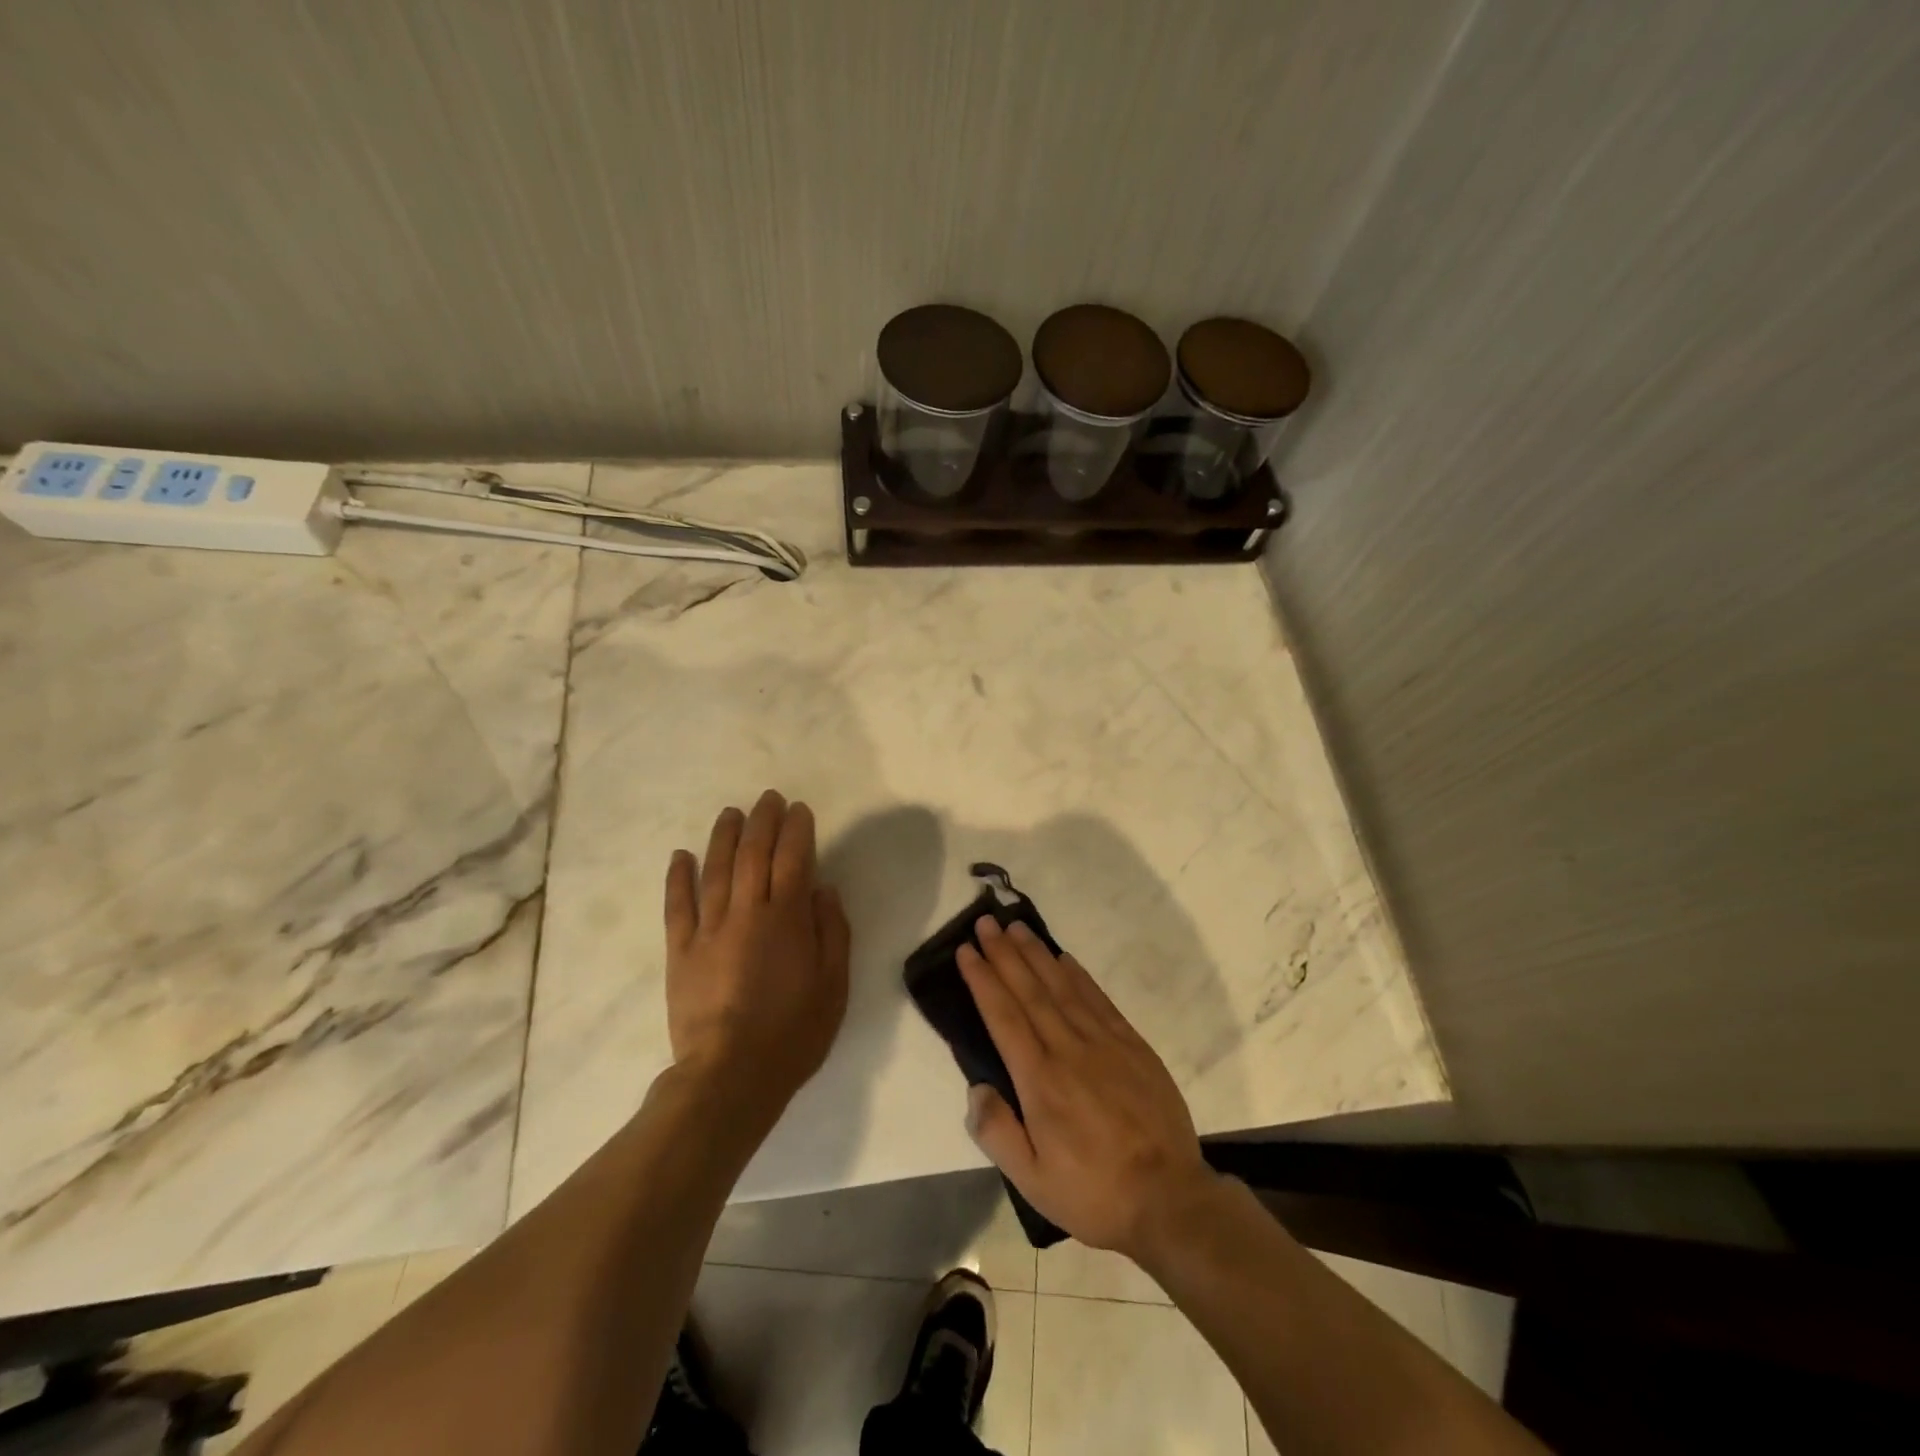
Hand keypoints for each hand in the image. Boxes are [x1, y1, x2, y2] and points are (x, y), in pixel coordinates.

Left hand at [663, 791, 850, 1121]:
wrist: (730, 1076)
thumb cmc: (793, 1032)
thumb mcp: (834, 985)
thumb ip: (831, 932)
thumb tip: (822, 890)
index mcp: (787, 919)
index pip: (793, 859)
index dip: (797, 830)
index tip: (799, 810)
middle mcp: (746, 913)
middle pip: (753, 854)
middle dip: (762, 821)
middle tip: (768, 799)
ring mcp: (708, 930)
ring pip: (715, 871)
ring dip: (723, 837)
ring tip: (730, 813)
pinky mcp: (680, 952)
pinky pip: (677, 906)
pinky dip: (678, 878)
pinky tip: (680, 855)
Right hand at [958, 917, 1215, 1258]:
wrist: (1169, 1198)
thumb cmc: (1093, 1193)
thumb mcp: (1032, 1182)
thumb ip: (997, 1133)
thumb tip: (975, 1087)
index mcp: (1040, 1080)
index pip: (1003, 1016)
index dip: (983, 980)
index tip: (967, 951)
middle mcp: (1068, 1049)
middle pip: (1029, 990)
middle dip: (1004, 954)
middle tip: (986, 923)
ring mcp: (1104, 1042)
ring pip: (1062, 986)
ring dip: (1036, 954)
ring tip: (1016, 928)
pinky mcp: (1131, 1044)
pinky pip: (1098, 999)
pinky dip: (1078, 974)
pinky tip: (1064, 958)